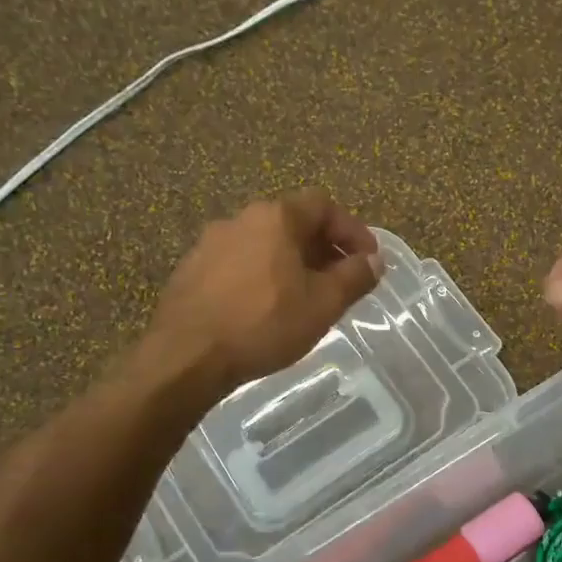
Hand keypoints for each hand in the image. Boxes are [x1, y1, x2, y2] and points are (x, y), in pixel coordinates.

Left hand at [148, 189, 382, 392]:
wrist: (187, 355)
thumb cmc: (264, 324)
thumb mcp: (323, 304)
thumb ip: (354, 277)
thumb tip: (374, 260)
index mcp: (276, 218)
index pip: (324, 205)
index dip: (352, 230)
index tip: (369, 260)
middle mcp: (241, 219)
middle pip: (293, 222)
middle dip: (324, 248)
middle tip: (342, 280)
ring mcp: (211, 243)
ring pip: (265, 244)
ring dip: (292, 263)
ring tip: (306, 297)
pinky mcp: (192, 270)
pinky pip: (240, 263)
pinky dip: (263, 276)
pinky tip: (267, 308)